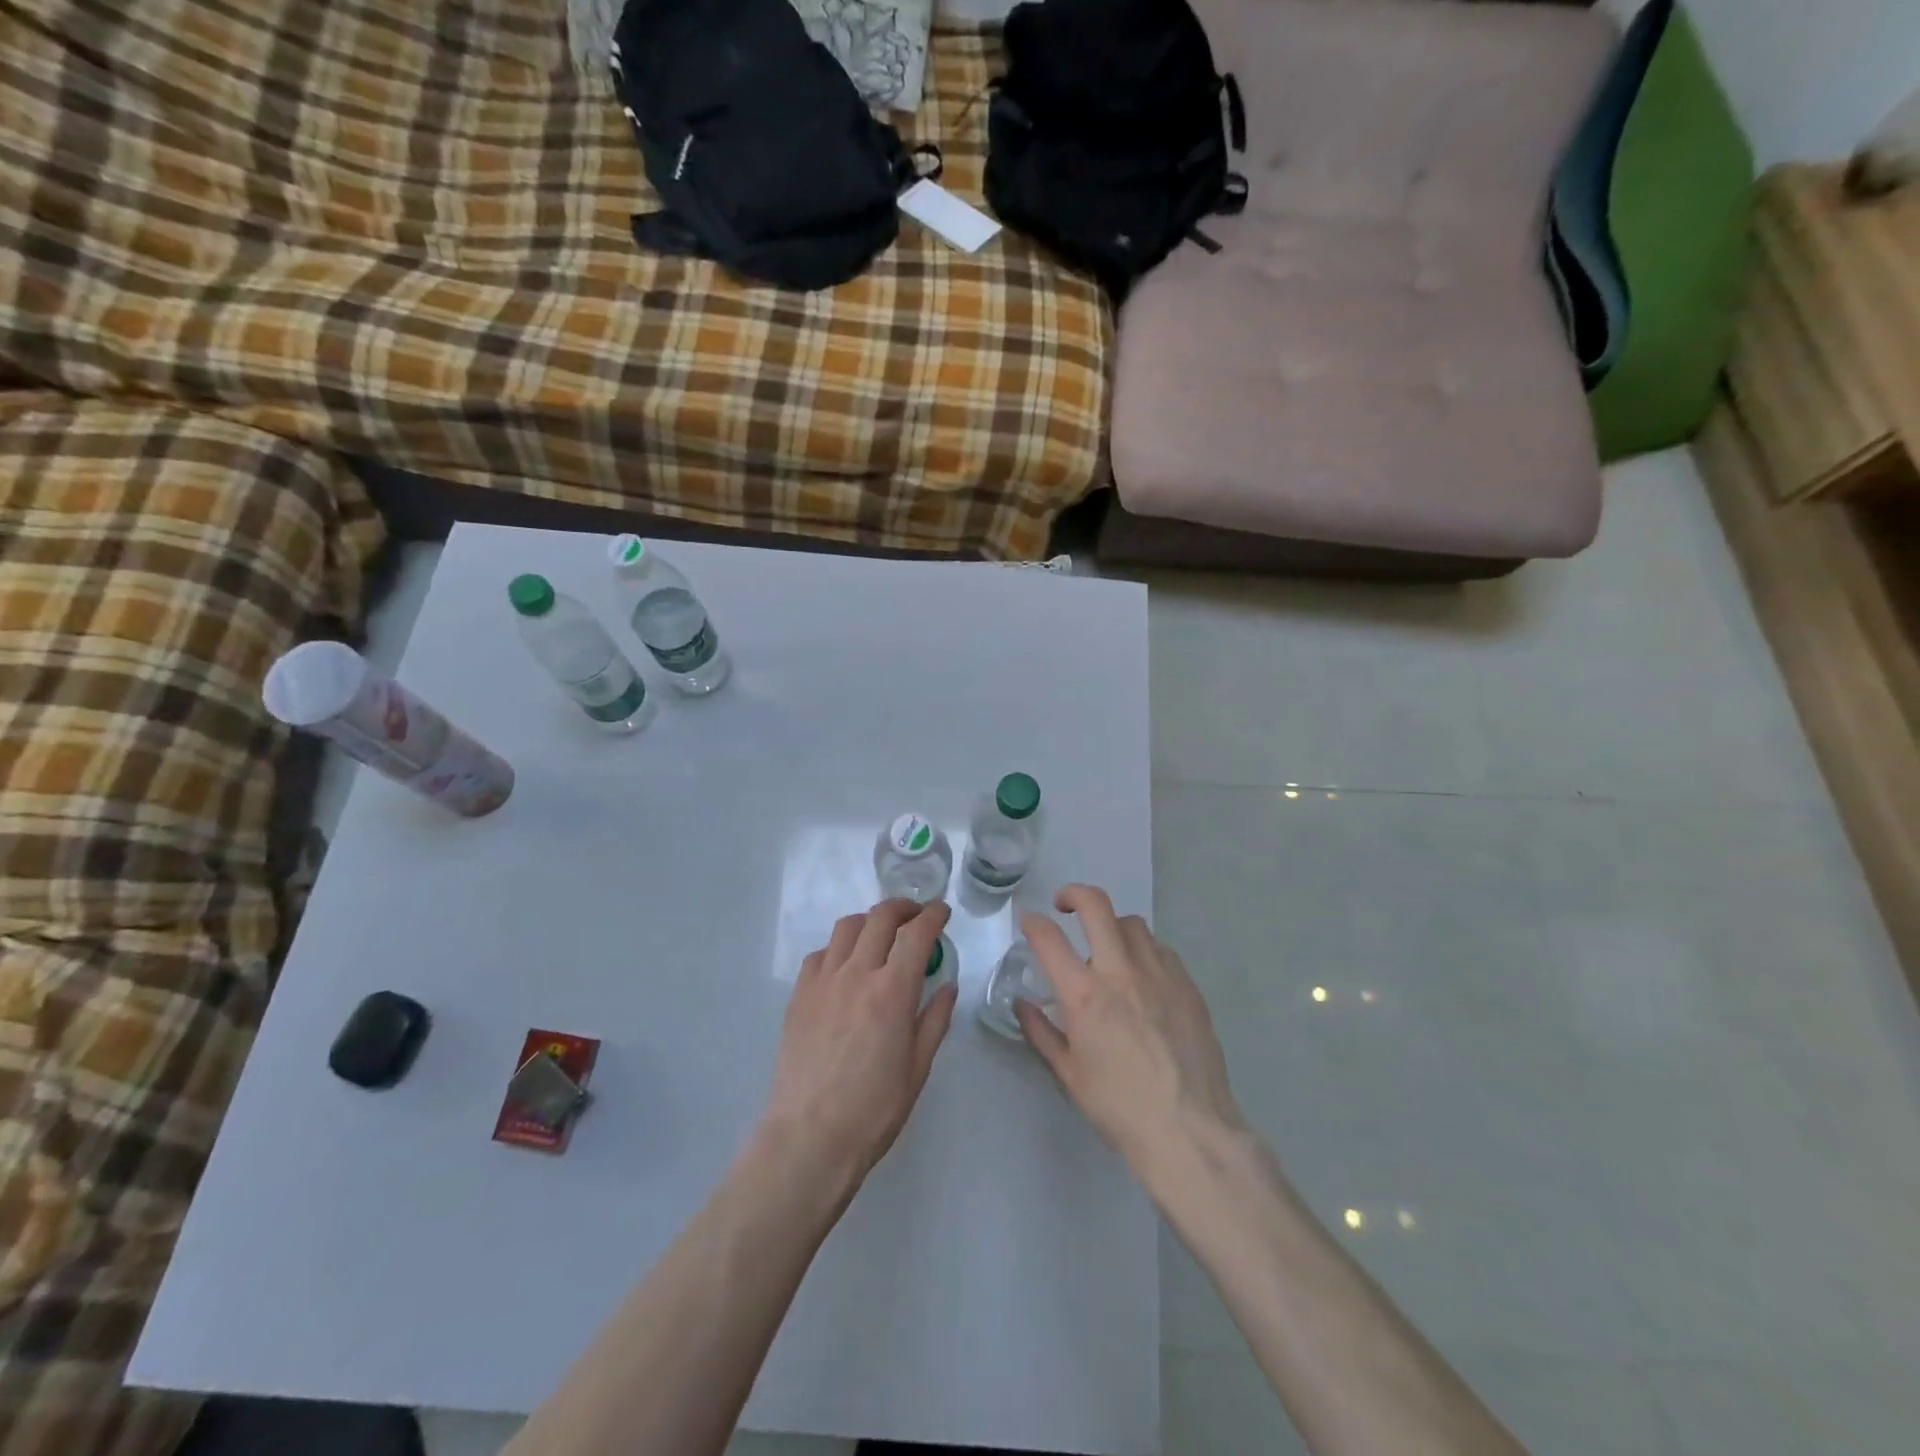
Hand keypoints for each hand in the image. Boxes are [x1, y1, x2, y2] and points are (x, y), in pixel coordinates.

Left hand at [762, 899, 957, 1195]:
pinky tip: (845, 965)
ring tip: (881, 934)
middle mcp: (858, 973)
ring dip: (870, 921)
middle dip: (903, 907)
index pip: (917, 933)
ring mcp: (823, 981)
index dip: (933, 915)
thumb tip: (947, 985)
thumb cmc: (874, 1109)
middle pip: (880, 917)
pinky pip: (820, 954)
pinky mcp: (799, 994)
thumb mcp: (918, 1067)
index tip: (942, 911)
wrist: (810, 1136)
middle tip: (916, 915)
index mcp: (893, 990)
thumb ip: (935, 1019)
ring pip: (847, 927)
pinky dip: (839, 948)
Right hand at [1018, 885, 1243, 1178]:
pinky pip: (1161, 949)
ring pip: (1132, 924)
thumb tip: (1023, 1004)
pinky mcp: (1187, 984)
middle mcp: (1121, 971)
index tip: (1029, 922)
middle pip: (1096, 906)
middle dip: (1073, 894)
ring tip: (1107, 947)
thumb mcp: (1068, 1075)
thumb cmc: (1119, 1107)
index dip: (1033, 922)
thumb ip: (1041, 1032)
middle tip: (1064, 904)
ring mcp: (1159, 974)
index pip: (1049, 938)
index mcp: (1085, 995)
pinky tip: (1141, 976)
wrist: (1189, 1130)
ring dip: (1112, 926)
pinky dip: (1143, 950)